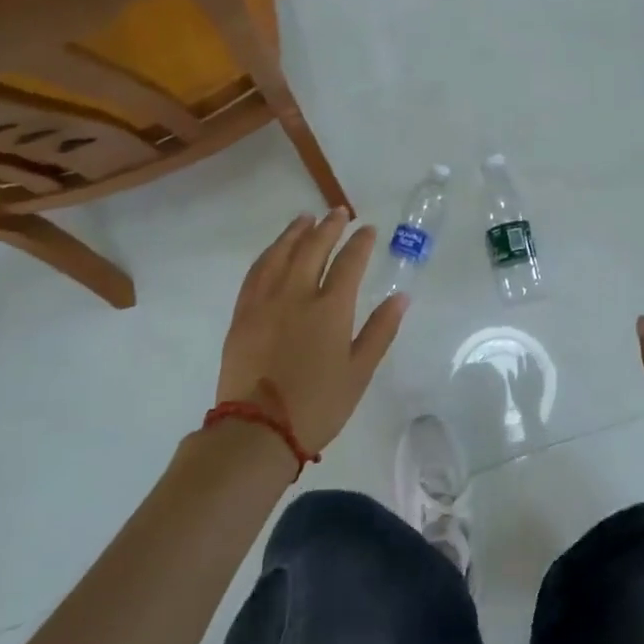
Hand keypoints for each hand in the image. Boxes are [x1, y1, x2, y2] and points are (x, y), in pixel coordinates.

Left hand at [216, 210, 407, 453]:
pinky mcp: (242, 315)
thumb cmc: (318, 405)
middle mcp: (296, 295)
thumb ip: (380, 330)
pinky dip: (268, 255)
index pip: (349, 263)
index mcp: (330, 309)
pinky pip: (255, 273)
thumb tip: (401, 297)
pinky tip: (274, 251)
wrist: (257, 430)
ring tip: (305, 219)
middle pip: (313, 249)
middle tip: (338, 212)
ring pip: (280, 254)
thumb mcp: (359, 372)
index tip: (368, 229)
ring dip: (295, 233)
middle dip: (328, 227)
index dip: (360, 243)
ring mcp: (265, 302)